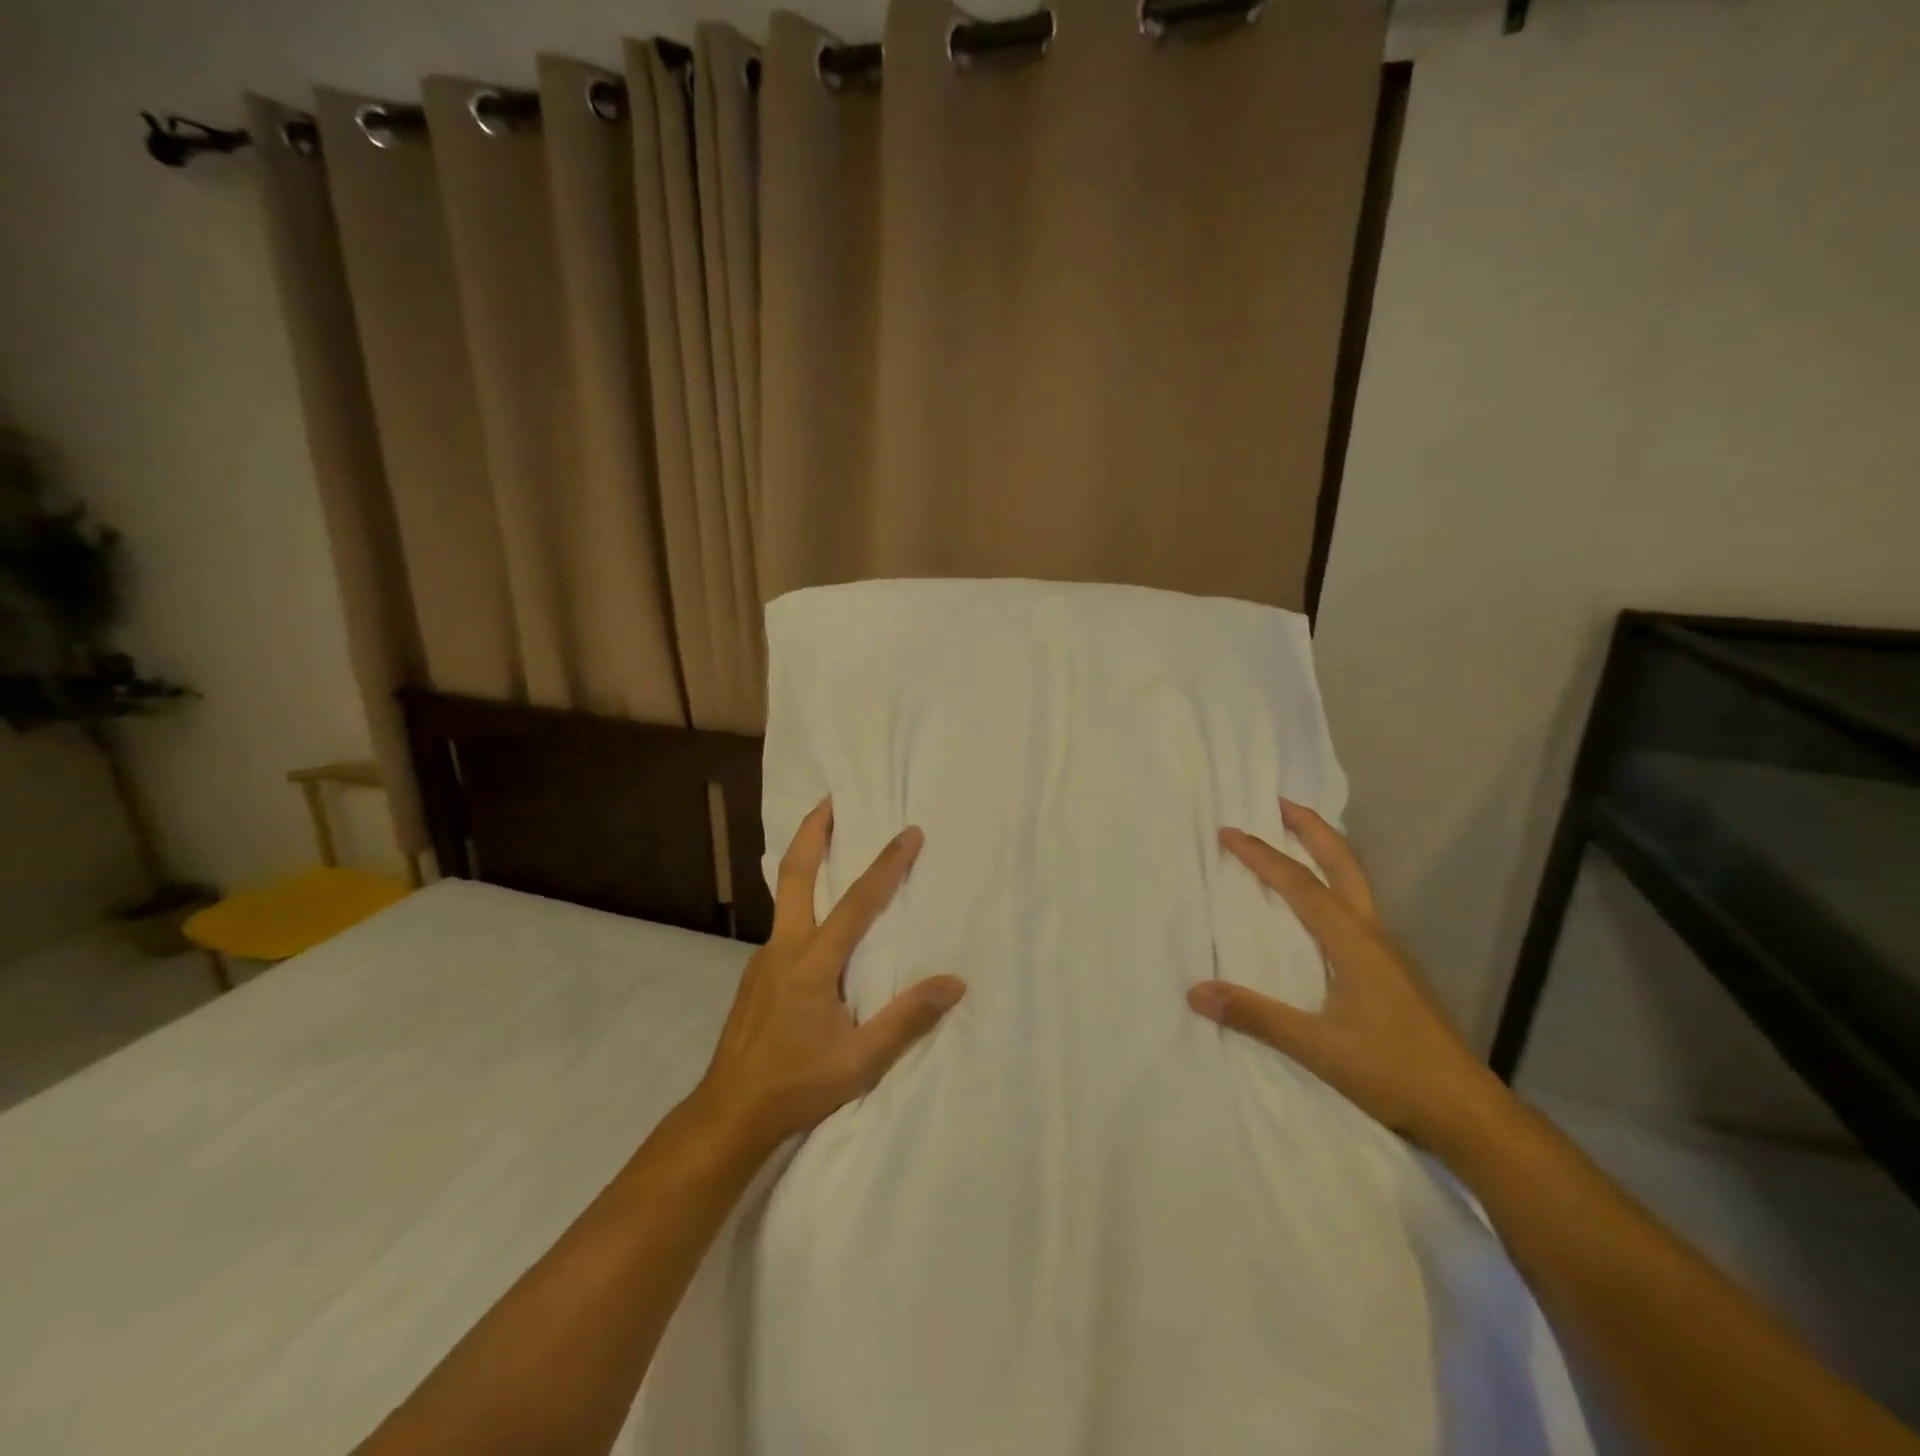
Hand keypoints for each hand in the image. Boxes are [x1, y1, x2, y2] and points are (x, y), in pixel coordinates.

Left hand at [693, 799, 965, 1154]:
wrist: (729, 1112)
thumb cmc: (798, 1085)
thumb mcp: (860, 1061)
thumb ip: (906, 1018)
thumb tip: (954, 982)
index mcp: (812, 964)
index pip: (857, 903)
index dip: (886, 865)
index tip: (909, 833)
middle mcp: (784, 948)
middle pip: (795, 874)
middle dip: (813, 832)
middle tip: (830, 800)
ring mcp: (764, 958)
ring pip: (785, 896)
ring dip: (806, 862)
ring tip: (830, 845)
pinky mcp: (756, 973)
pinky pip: (784, 923)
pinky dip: (803, 901)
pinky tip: (818, 920)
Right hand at [1188, 800, 1502, 1151]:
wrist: (1467, 1111)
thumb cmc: (1392, 1070)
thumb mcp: (1317, 1046)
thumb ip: (1256, 1015)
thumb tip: (1196, 991)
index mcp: (1352, 940)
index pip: (1299, 884)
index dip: (1261, 855)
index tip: (1228, 831)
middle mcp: (1372, 933)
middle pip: (1342, 863)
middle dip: (1311, 829)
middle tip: (1280, 802)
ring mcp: (1387, 951)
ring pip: (1354, 883)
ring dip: (1325, 852)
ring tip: (1296, 840)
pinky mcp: (1391, 970)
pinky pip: (1356, 907)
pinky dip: (1333, 884)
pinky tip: (1319, 907)